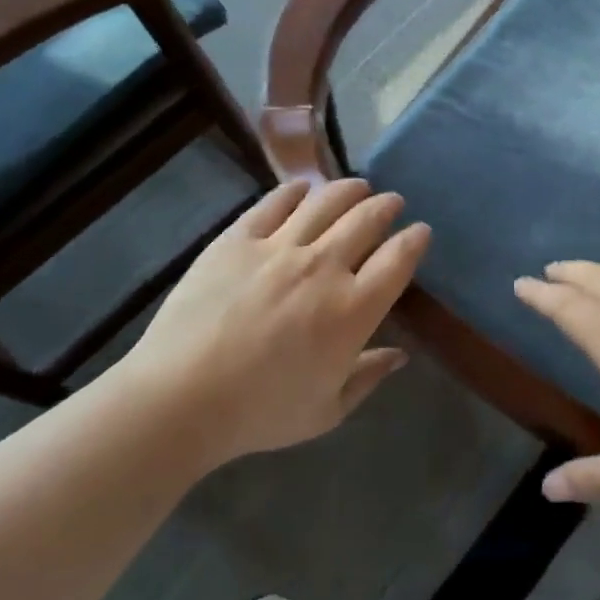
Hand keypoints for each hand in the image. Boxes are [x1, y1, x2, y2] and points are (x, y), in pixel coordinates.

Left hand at [120, 179, 429, 460]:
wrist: (179, 398)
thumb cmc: (260, 413)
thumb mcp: (327, 410)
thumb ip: (368, 377)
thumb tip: (400, 355)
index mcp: (354, 309)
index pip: (398, 259)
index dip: (415, 240)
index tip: (420, 231)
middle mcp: (324, 267)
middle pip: (367, 220)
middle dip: (386, 206)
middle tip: (392, 202)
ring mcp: (279, 248)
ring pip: (326, 202)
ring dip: (349, 190)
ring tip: (357, 186)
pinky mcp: (237, 239)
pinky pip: (274, 204)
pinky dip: (294, 191)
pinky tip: (302, 188)